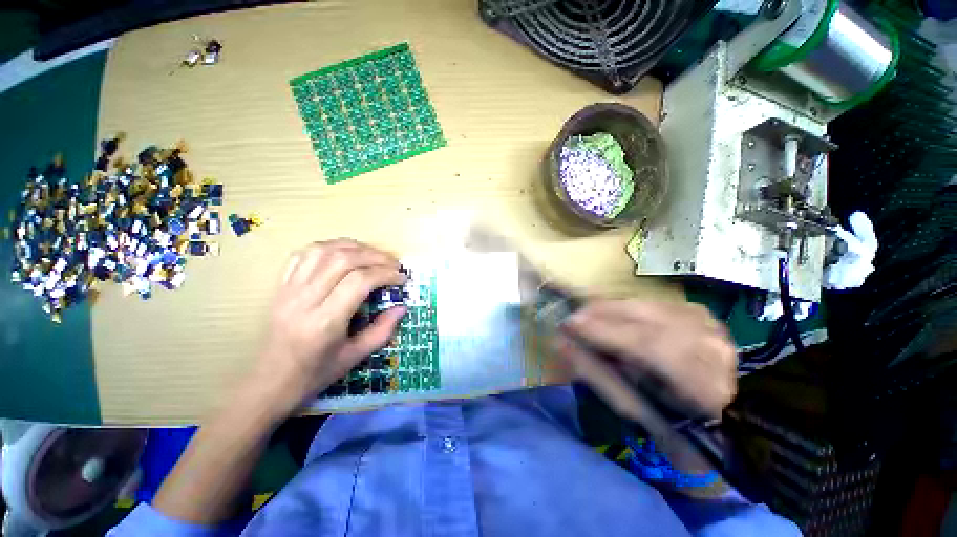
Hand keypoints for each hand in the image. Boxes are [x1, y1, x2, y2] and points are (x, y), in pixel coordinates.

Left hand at [247, 239, 406, 417]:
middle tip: (393, 264)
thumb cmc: (315, 374)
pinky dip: (328, 246)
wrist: (269, 383)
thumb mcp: (355, 357)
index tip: (401, 278)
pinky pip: (302, 254)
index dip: (385, 274)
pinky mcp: (280, 286)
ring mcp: (288, 290)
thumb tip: (402, 307)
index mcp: (325, 322)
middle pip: (342, 260)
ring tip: (373, 254)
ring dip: (354, 247)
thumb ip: (383, 330)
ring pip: (322, 251)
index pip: (359, 281)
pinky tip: (343, 252)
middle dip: (375, 256)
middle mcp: (304, 300)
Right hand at [556, 300, 736, 419]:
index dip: (603, 331)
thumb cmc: (677, 422)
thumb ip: (598, 375)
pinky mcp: (695, 309)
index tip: (567, 324)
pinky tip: (612, 319)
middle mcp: (709, 340)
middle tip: (571, 319)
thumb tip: (563, 345)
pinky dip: (624, 308)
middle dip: (599, 313)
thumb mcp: (636, 410)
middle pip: (643, 315)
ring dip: (608, 309)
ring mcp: (705, 320)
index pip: (648, 345)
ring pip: (643, 304)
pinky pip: (648, 302)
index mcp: (703, 379)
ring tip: (586, 319)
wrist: (729, 411)